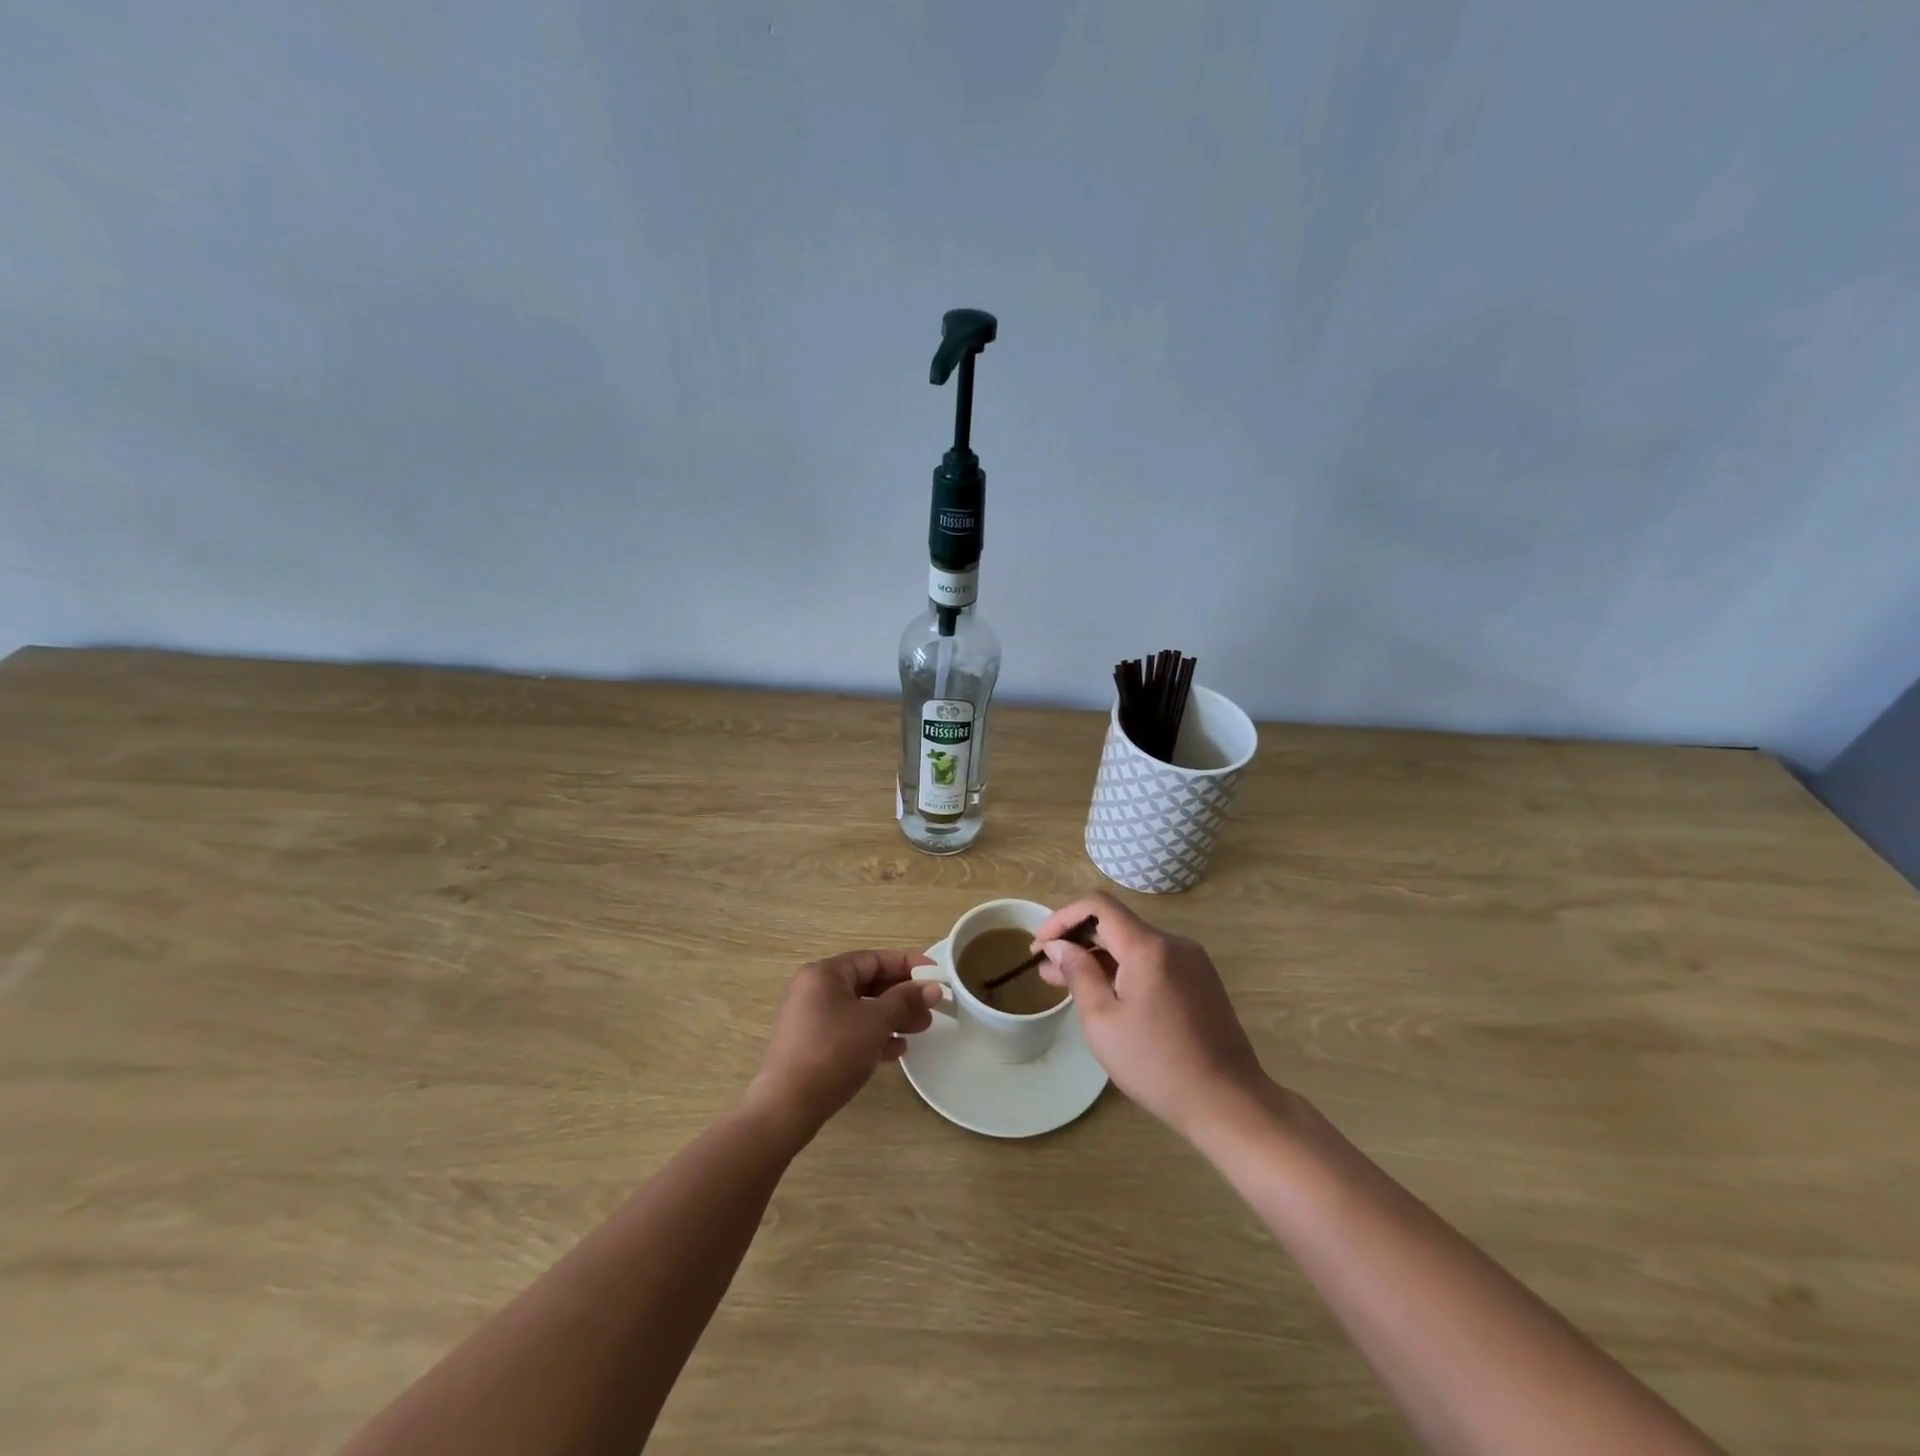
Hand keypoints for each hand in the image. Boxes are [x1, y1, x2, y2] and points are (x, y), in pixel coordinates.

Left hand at [745, 949, 942, 1147]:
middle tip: (931, 1008)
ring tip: (921, 1029)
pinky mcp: (810, 1044)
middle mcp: (814, 989)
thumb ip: (906, 1000)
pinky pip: (848, 1030)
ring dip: (891, 1017)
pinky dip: (872, 1035)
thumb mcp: (875, 1022)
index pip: (874, 959)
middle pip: (867, 983)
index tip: (935, 974)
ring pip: (859, 1009)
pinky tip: (896, 1050)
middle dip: (902, 995)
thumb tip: (934, 987)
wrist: (787, 1106)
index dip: (908, 965)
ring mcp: (810, 1018)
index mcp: (825, 973)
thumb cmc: (833, 1052)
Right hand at [1035, 894, 1268, 1138]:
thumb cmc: (1156, 1064)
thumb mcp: (1102, 1021)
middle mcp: (1173, 943)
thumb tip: (1058, 946)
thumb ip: (1078, 974)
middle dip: (1077, 940)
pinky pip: (1153, 961)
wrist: (1228, 1102)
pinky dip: (1124, 968)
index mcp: (1148, 947)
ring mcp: (1191, 961)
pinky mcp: (1200, 980)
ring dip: (1099, 956)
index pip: (1098, 906)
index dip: (1063, 918)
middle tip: (1047, 968)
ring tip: (1068, 982)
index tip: (1040, 945)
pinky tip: (1106, 994)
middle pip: (1116, 924)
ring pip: (1134, 944)